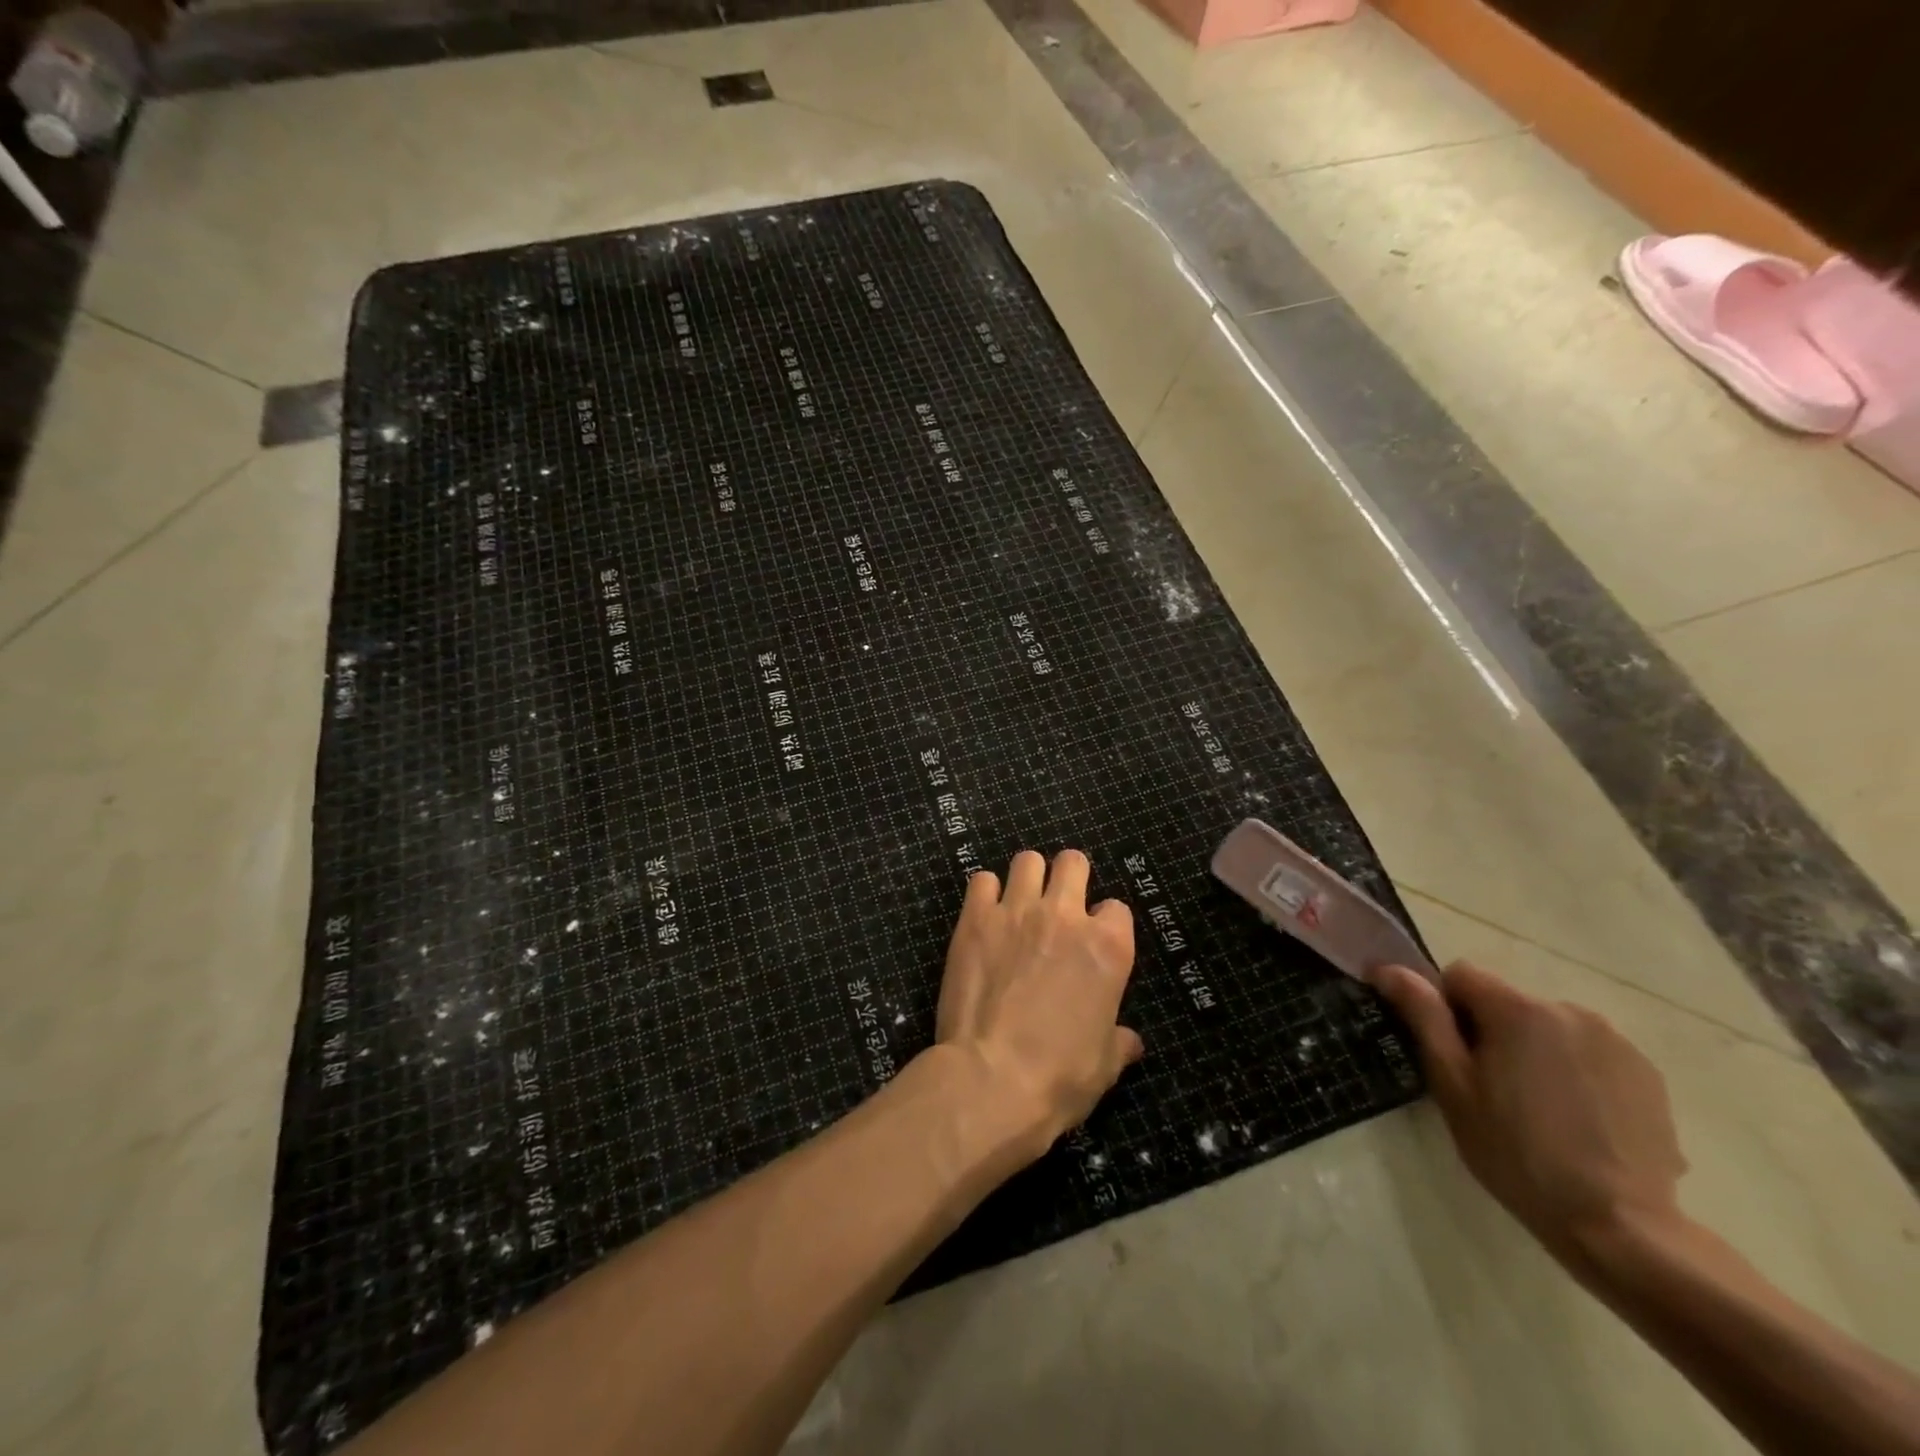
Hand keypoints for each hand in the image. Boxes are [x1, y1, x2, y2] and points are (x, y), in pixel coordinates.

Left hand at [933, 849, 1143, 1154]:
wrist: (991, 1079)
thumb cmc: (1059, 1077)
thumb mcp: (1104, 1065)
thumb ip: (1118, 1042)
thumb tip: (1131, 1042)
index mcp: (1108, 946)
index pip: (1116, 908)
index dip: (1105, 924)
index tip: (1093, 942)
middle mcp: (1065, 916)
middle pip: (1073, 863)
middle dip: (1069, 876)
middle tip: (1058, 902)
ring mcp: (1017, 911)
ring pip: (1027, 861)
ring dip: (1027, 877)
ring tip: (1020, 902)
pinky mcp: (975, 918)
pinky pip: (982, 881)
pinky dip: (986, 893)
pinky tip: (985, 915)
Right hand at [1369, 960, 1688, 1264]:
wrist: (1620, 1227)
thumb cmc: (1516, 1152)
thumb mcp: (1453, 1084)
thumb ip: (1424, 1017)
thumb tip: (1388, 969)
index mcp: (1518, 1009)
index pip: (1461, 976)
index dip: (1446, 1009)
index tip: (1453, 1057)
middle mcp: (1569, 1010)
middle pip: (1507, 1001)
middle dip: (1492, 1032)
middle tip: (1490, 1089)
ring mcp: (1615, 1041)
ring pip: (1548, 1027)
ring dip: (1534, 1050)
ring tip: (1537, 1108)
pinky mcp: (1647, 1073)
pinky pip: (1588, 1052)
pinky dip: (1574, 1071)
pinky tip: (1577, 1120)